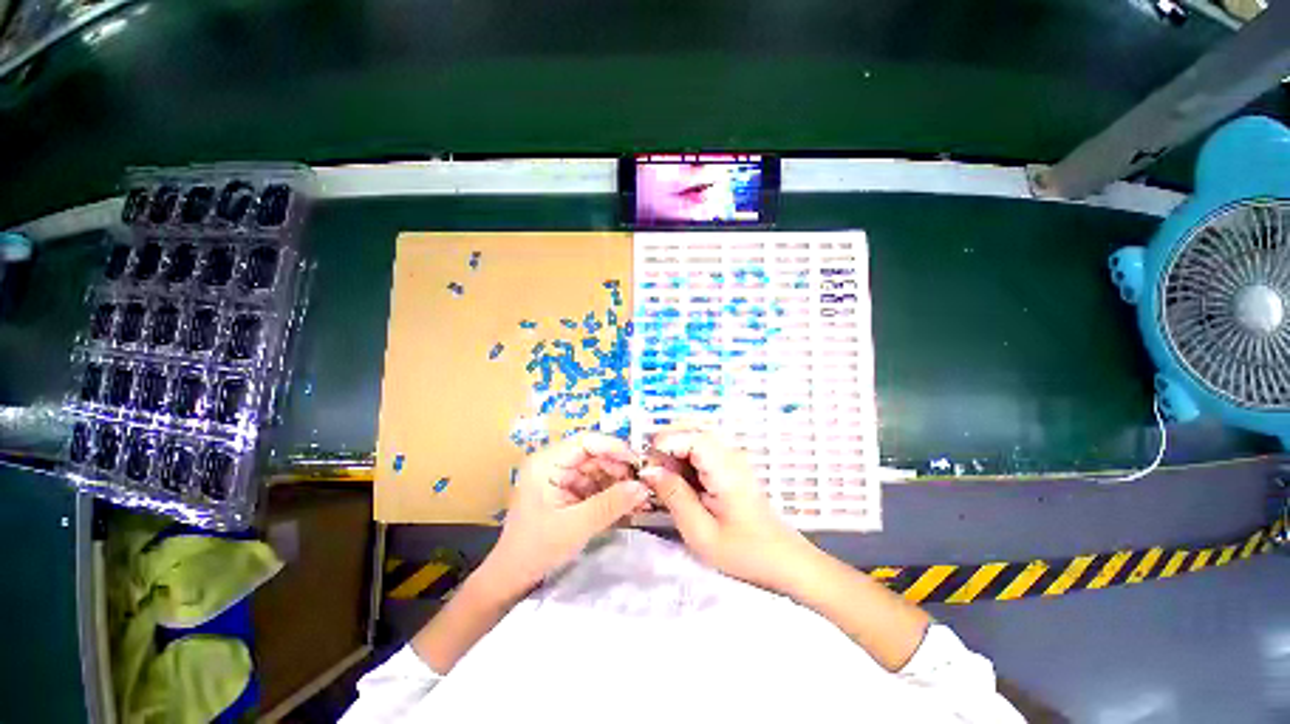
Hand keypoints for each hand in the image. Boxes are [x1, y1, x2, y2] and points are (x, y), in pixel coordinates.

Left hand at [483, 433, 648, 590]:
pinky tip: (626, 502)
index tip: (638, 463)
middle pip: (594, 454)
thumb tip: (643, 487)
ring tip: (639, 495)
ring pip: (597, 468)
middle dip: (618, 467)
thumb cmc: (536, 549)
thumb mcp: (576, 527)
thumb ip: (610, 504)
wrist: (512, 578)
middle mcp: (553, 462)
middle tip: (642, 483)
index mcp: (546, 463)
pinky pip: (593, 482)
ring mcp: (559, 475)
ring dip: (618, 480)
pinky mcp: (566, 489)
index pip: (586, 442)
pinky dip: (610, 492)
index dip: (614, 448)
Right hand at [638, 429, 813, 592]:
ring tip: (664, 479)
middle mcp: (729, 454)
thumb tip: (649, 471)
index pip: (690, 436)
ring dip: (674, 451)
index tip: (648, 468)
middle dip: (666, 444)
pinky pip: (702, 450)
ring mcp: (732, 457)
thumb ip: (674, 496)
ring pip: (695, 437)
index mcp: (724, 468)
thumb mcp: (701, 532)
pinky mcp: (731, 465)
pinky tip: (680, 482)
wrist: (783, 560)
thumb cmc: (744, 552)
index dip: (665, 444)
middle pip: (692, 429)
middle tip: (653, 473)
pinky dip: (685, 459)